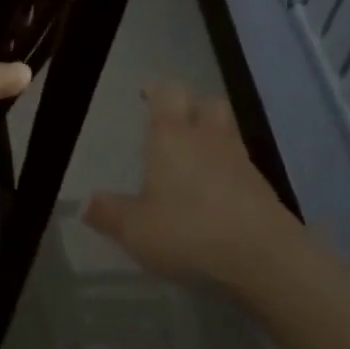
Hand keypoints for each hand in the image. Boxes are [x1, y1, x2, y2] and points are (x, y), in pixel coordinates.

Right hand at [85, 83, 303, 291]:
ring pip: (227, 131)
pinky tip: (216, 194)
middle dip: (191, 107)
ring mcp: (240, 160)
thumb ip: (110, 214)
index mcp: (172, 137)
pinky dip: (228, 169)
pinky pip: (241, 164)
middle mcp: (208, 138)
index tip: (146, 95)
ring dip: (212, 136)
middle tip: (174, 123)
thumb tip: (85, 204)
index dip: (157, 91)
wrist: (264, 257)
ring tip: (194, 159)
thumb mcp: (136, 230)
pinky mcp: (262, 187)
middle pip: (207, 103)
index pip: (168, 93)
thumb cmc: (189, 232)